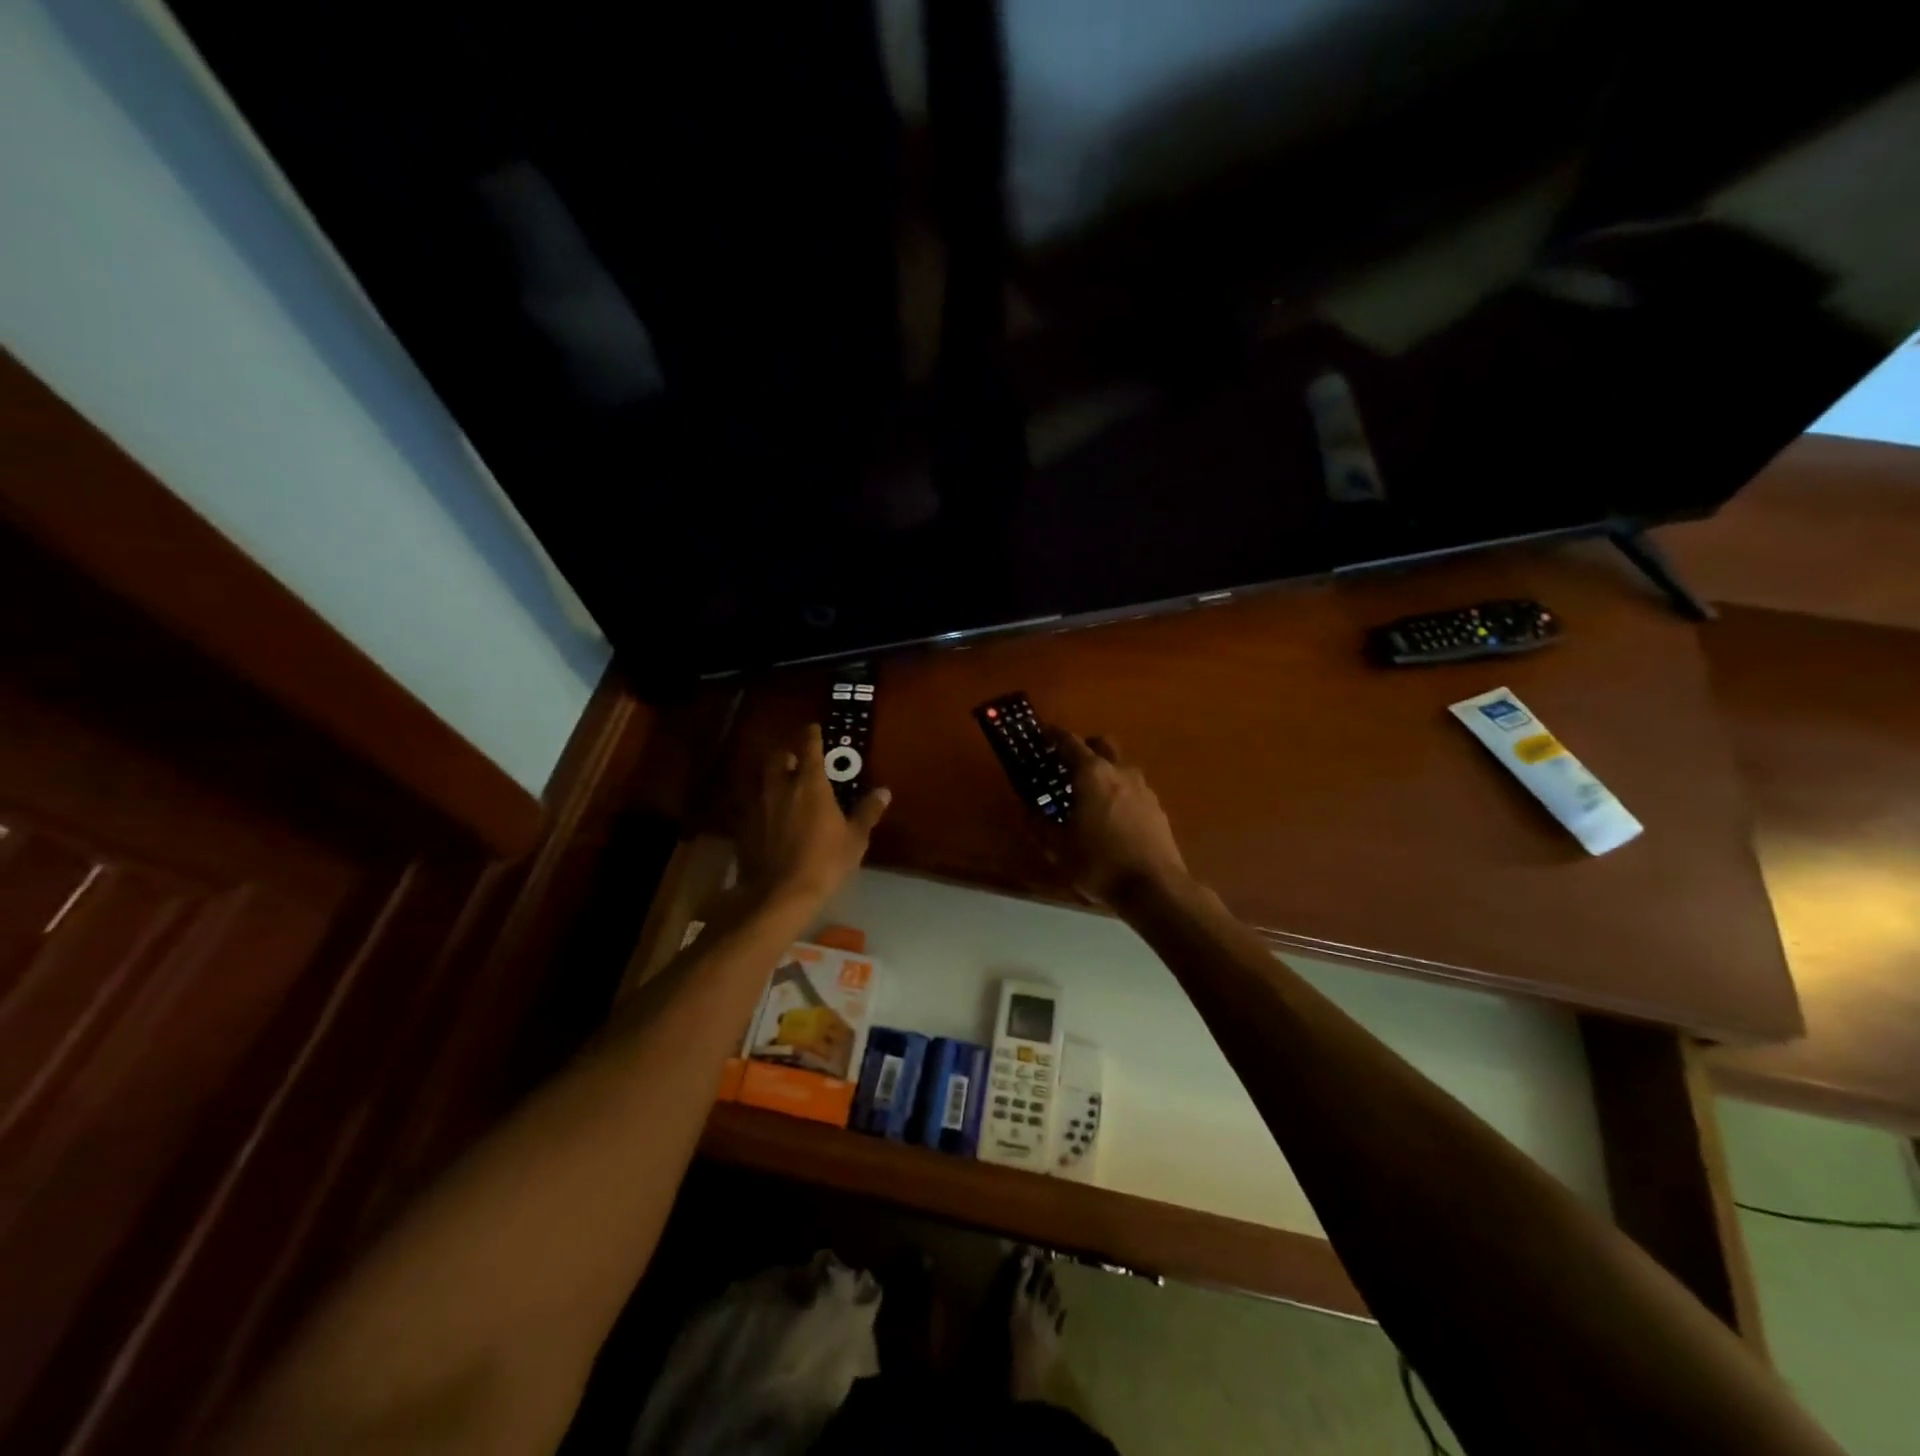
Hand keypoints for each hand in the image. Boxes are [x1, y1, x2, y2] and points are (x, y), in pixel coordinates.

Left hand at [739, 724, 889, 910]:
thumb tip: (883, 792)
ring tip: (782, 788)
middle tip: (797, 763)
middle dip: (786, 755)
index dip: (811, 735)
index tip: (813, 728)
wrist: (779, 894)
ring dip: (772, 779)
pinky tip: (768, 818)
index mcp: (809, 783)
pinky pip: (751, 805)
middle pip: (777, 758)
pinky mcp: (743, 827)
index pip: (808, 747)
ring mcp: (757, 806)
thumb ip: (867, 812)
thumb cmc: (825, 862)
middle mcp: (780, 786)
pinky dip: (761, 805)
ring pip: (761, 780)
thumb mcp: (855, 839)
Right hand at [1049, 729, 1188, 907]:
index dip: (1054, 736)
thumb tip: (1029, 811)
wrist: (1154, 887)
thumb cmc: (1099, 863)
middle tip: (1069, 762)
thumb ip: (1040, 825)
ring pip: (1121, 766)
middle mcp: (1120, 772)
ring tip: (1090, 792)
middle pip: (1102, 745)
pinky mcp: (1157, 808)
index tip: (1044, 733)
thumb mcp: (1059, 848)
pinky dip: (1120, 791)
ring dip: (1105, 770)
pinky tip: (1112, 815)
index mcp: (1092, 774)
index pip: (1070, 743)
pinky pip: (1134, 788)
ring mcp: (1143, 789)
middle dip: (1085, 747)